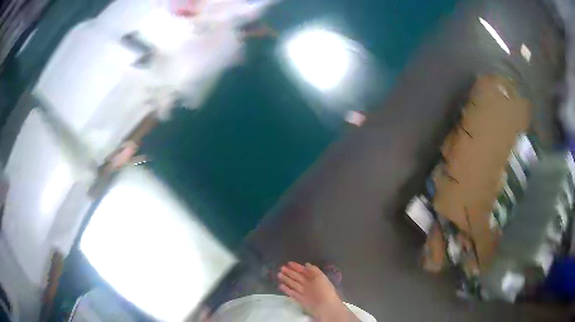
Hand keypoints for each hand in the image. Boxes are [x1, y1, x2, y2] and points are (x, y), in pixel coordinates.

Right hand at [278, 262, 356, 321]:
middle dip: (290, 272)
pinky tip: (280, 285)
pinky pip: (292, 293)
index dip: (297, 267)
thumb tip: (306, 264)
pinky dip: (286, 289)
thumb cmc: (324, 290)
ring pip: (294, 284)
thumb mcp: (321, 277)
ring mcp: (304, 292)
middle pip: (298, 277)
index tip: (288, 263)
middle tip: (281, 268)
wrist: (325, 306)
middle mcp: (309, 284)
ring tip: (279, 274)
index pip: (304, 271)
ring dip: (286, 279)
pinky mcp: (300, 299)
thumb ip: (313, 270)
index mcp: (315, 278)